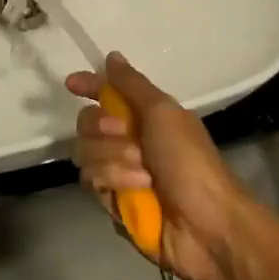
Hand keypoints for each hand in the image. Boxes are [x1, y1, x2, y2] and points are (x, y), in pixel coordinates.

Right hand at [67, 54, 256, 279]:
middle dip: (101, 125)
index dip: (89, 85)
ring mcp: (118, 173)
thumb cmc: (189, 160)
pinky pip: (91, 182)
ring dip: (114, 158)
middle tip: (123, 131)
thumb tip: (112, 56)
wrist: (206, 224)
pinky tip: (138, 189)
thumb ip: (132, 84)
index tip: (71, 84)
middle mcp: (127, 140)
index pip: (106, 93)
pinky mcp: (112, 202)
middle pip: (86, 122)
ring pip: (85, 152)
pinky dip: (115, 181)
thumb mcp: (163, 112)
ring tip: (143, 172)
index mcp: (143, 115)